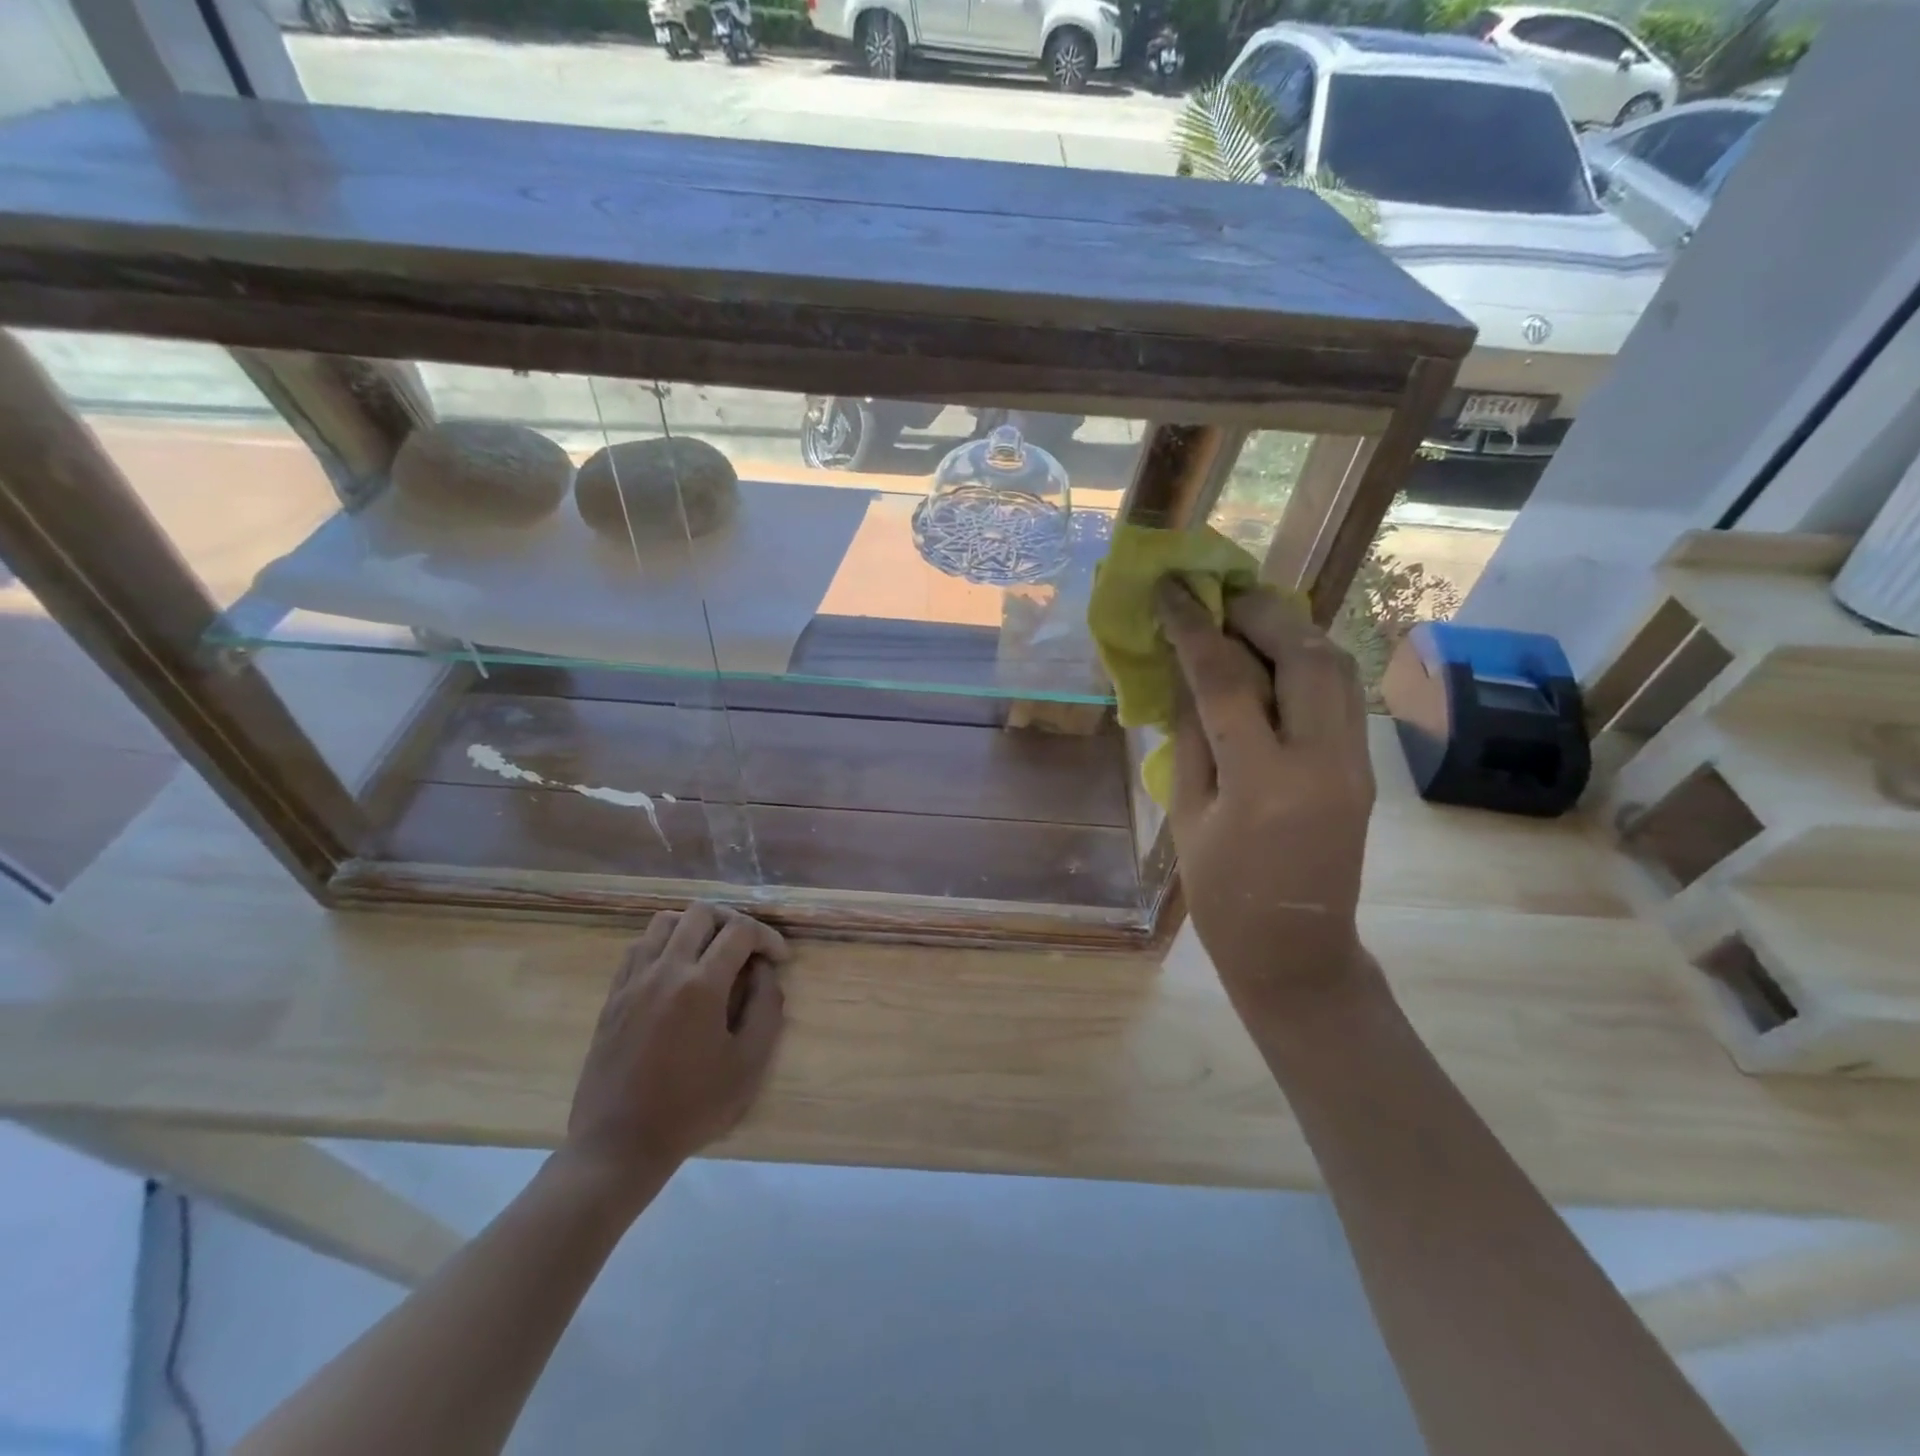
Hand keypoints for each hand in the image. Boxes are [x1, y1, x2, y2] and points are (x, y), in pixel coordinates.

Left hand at [564, 903, 787, 1191]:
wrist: (618, 1145)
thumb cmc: (691, 1108)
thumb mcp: (748, 1064)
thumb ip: (766, 1008)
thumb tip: (764, 971)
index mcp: (701, 985)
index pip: (740, 931)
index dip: (767, 937)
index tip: (779, 960)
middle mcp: (665, 970)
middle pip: (701, 913)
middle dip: (733, 922)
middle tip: (748, 949)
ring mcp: (633, 981)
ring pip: (665, 922)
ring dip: (695, 927)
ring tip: (711, 953)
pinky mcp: (613, 996)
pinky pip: (639, 947)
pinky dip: (663, 944)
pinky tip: (676, 971)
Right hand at [1155, 581, 1377, 1015]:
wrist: (1297, 952)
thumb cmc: (1222, 896)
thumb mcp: (1185, 814)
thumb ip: (1190, 734)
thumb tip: (1185, 669)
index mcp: (1263, 783)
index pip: (1227, 680)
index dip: (1193, 627)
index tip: (1170, 590)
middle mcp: (1323, 761)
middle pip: (1304, 654)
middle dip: (1257, 613)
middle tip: (1216, 600)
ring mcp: (1355, 761)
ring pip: (1336, 664)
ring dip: (1289, 630)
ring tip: (1243, 623)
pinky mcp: (1365, 764)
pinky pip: (1340, 691)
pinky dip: (1306, 660)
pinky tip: (1271, 661)